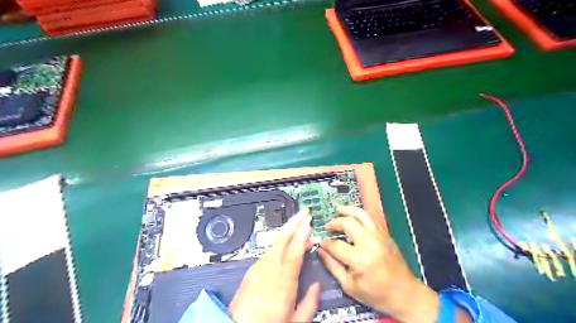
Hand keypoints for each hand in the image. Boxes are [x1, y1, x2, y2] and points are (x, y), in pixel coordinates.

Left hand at [229, 208, 318, 320]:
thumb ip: (309, 304)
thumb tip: (316, 287)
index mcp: (283, 284)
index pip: (294, 252)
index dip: (302, 235)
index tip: (309, 222)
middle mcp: (269, 271)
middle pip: (282, 239)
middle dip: (294, 222)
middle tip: (305, 212)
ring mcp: (258, 268)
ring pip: (274, 242)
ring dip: (288, 230)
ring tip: (300, 226)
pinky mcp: (252, 270)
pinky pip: (268, 250)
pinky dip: (280, 242)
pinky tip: (286, 242)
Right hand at [317, 207, 438, 322]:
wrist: (405, 294)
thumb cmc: (375, 294)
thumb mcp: (349, 286)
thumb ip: (332, 266)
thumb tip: (320, 250)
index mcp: (360, 259)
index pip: (336, 245)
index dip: (326, 243)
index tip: (321, 243)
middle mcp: (370, 243)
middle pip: (348, 223)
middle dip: (335, 222)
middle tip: (327, 226)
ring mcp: (380, 236)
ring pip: (362, 214)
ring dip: (348, 210)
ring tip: (338, 209)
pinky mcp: (386, 235)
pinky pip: (371, 219)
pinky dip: (360, 214)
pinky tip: (353, 216)